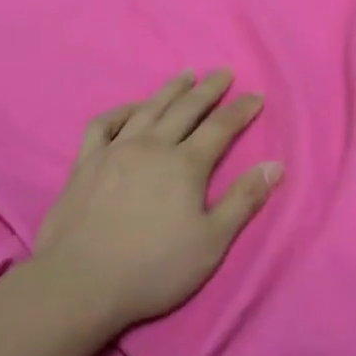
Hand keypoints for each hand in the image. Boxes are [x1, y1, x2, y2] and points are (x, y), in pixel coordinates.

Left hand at [33, 69, 281, 331]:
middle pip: (186, 108)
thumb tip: (275, 164)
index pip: (221, 127)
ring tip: (185, 75)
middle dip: (209, 89)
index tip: (256, 96)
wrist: (80, 282)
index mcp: (186, 165)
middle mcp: (152, 146)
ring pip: (148, 108)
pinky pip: (104, 124)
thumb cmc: (153, 268)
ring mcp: (115, 150)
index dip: (241, 110)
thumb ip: (244, 200)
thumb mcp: (211, 242)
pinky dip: (121, 111)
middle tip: (224, 72)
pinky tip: (132, 109)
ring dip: (170, 90)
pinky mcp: (86, 162)